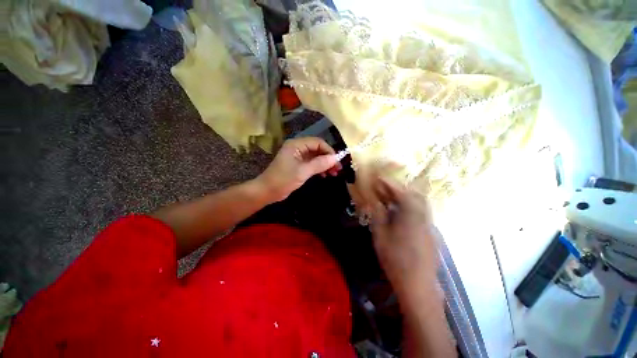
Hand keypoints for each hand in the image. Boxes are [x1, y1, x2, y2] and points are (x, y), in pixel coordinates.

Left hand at [257, 137, 341, 201]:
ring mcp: (298, 157)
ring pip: (316, 157)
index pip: (318, 142)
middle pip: (318, 149)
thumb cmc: (283, 180)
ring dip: (325, 164)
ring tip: (334, 173)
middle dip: (328, 158)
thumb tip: (335, 158)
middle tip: (337, 169)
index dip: (329, 151)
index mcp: (297, 145)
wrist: (267, 191)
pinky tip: (325, 175)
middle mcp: (298, 148)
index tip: (337, 162)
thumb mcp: (303, 172)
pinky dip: (319, 168)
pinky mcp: (298, 165)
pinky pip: (312, 163)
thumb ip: (319, 164)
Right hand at [370, 176, 438, 296]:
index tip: (378, 178)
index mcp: (410, 215)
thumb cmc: (395, 259)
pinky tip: (399, 213)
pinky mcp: (430, 232)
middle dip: (398, 188)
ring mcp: (429, 225)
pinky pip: (420, 212)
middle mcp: (423, 216)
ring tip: (389, 198)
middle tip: (384, 188)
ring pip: (419, 203)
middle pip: (414, 194)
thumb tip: (375, 202)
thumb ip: (378, 215)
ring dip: (405, 196)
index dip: (388, 183)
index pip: (400, 192)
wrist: (418, 284)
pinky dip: (409, 206)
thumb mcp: (381, 235)